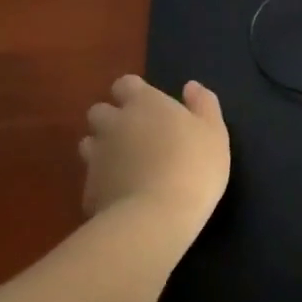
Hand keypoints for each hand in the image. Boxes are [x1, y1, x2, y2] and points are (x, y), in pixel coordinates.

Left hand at [79, 74, 230, 247]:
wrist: (156, 217)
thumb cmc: (194, 165)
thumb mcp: (214, 132)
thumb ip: (203, 104)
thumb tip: (191, 86)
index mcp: (144, 104)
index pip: (125, 84)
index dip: (134, 92)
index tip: (150, 106)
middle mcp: (114, 124)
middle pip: (100, 111)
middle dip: (112, 118)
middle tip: (136, 135)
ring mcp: (96, 157)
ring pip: (89, 143)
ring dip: (103, 147)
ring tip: (126, 164)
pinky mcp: (87, 189)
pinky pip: (92, 177)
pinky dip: (103, 180)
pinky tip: (122, 193)